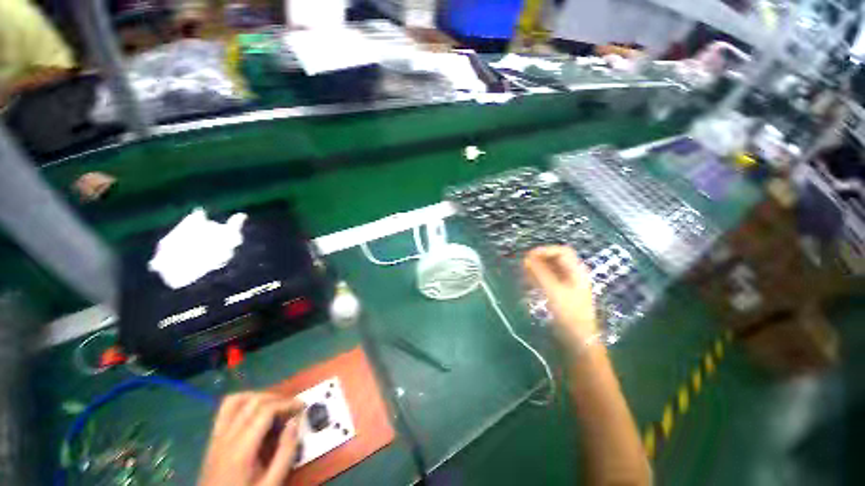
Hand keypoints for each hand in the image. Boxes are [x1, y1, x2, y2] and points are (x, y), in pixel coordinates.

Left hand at [199, 392, 304, 485]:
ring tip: (274, 405)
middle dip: (277, 398)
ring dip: (258, 396)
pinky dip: (243, 403)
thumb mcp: (272, 483)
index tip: (302, 407)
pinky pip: (225, 411)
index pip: (266, 410)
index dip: (287, 403)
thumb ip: (286, 452)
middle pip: (253, 402)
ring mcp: (216, 438)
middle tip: (292, 408)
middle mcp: (226, 438)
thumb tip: (295, 420)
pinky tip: (255, 414)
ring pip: (235, 400)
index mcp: (241, 449)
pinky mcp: (212, 440)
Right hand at [524, 246, 598, 351]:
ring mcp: (567, 284)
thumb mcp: (553, 291)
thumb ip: (540, 273)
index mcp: (576, 271)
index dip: (545, 250)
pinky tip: (529, 280)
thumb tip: (526, 258)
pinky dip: (538, 277)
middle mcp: (573, 275)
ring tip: (524, 271)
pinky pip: (549, 279)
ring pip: (551, 269)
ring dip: (538, 267)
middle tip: (524, 263)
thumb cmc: (569, 313)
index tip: (528, 255)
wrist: (578, 339)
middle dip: (540, 258)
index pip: (562, 251)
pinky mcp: (561, 293)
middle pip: (556, 259)